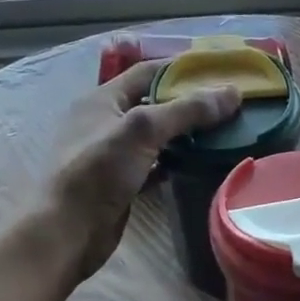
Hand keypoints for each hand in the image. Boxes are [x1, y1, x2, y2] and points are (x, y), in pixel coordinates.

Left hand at [44, 51, 240, 279]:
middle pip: (154, 103)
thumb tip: (232, 92)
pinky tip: (201, 163)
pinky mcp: (121, 183)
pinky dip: (176, 161)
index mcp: (102, 98)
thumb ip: (186, 110)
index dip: (183, 69)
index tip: (220, 72)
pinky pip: (154, 164)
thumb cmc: (98, 171)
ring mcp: (112, 154)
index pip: (148, 71)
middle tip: (229, 105)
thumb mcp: (142, 130)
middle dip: (189, 102)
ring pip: (156, 136)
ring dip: (185, 133)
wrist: (67, 232)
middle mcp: (106, 121)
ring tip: (224, 131)